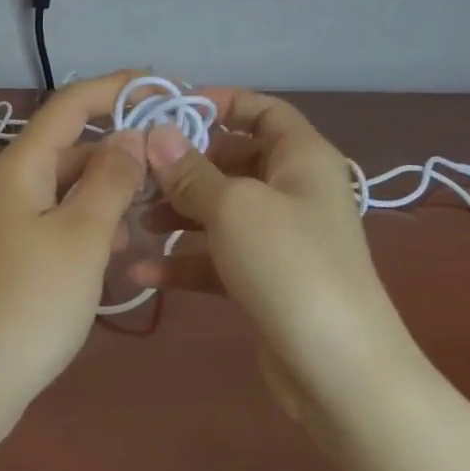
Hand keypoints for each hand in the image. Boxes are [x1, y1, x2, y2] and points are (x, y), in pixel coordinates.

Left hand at [0, 73, 146, 420]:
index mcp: (20, 168)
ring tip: (155, 211)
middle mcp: (10, 186)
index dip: (115, 89)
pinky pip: (60, 222)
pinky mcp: (15, 256)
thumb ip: (109, 181)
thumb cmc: (32, 302)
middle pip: (70, 146)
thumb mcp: (82, 236)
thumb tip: (129, 135)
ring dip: (110, 191)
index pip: (69, 106)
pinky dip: (92, 225)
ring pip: (68, 188)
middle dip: (120, 147)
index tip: (163, 87)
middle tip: (173, 161)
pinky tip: (121, 251)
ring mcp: (9, 222)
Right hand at [128, 89, 420, 385]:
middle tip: (136, 174)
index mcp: (301, 158)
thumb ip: (190, 171)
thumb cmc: (288, 264)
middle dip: (183, 167)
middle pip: (232, 161)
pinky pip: (217, 257)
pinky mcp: (263, 279)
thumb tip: (156, 134)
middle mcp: (293, 191)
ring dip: (176, 214)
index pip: (263, 110)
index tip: (167, 113)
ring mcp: (279, 238)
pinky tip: (142, 272)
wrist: (336, 366)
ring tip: (132, 222)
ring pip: (219, 210)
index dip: (219, 104)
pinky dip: (184, 260)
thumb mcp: (233, 207)